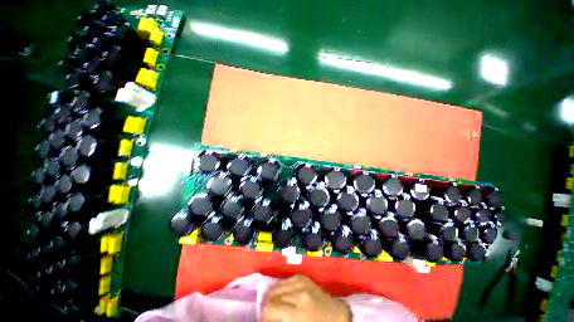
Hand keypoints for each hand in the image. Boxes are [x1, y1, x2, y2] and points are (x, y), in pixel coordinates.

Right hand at [262, 275, 350, 321]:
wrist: (337, 316)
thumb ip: (280, 321)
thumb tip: (266, 317)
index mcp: (297, 312)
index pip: (269, 308)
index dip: (264, 315)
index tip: (266, 320)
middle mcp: (298, 293)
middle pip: (272, 295)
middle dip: (269, 306)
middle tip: (272, 314)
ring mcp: (301, 282)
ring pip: (277, 286)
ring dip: (275, 297)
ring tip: (278, 305)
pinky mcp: (303, 276)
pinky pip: (286, 281)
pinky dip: (282, 289)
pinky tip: (285, 296)